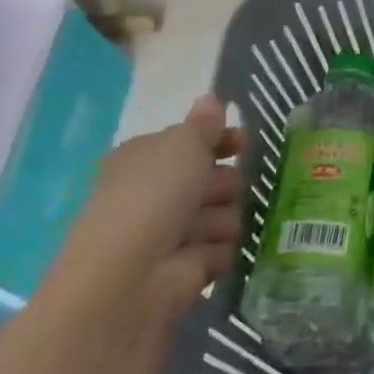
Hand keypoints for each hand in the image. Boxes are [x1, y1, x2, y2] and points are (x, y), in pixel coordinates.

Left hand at [49, 94, 243, 327]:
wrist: (131, 276)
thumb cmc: (152, 197)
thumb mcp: (182, 145)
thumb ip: (204, 124)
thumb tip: (211, 97)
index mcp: (144, 160)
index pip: (188, 143)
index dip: (218, 141)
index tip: (241, 143)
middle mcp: (154, 195)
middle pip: (211, 178)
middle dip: (224, 183)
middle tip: (221, 190)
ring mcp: (170, 233)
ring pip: (223, 213)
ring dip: (222, 218)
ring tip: (207, 229)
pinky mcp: (188, 268)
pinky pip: (222, 249)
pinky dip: (218, 250)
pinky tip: (206, 254)